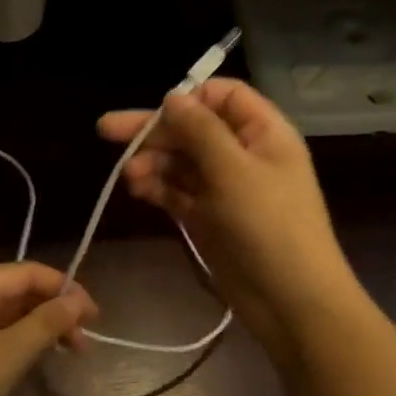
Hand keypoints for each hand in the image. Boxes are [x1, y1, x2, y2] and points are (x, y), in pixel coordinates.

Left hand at [0, 262, 97, 395]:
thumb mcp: (12, 352)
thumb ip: (48, 322)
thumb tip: (79, 299)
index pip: (30, 272)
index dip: (66, 289)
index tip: (94, 316)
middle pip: (21, 291)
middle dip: (56, 311)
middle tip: (84, 342)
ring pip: (12, 314)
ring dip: (42, 328)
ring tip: (70, 353)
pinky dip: (23, 341)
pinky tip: (40, 359)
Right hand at [99, 79, 358, 363]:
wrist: (289, 300)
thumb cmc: (269, 225)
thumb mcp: (234, 170)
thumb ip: (201, 131)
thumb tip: (173, 97)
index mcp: (263, 132)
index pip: (224, 96)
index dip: (190, 98)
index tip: (158, 111)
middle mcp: (243, 154)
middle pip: (193, 128)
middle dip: (154, 130)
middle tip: (106, 130)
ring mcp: (224, 187)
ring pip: (181, 161)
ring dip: (152, 161)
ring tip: (128, 176)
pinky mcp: (208, 217)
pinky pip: (177, 191)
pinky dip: (157, 187)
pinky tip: (136, 189)